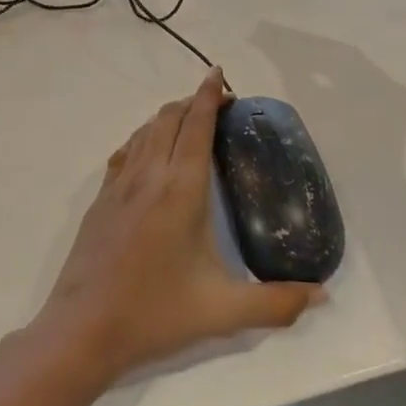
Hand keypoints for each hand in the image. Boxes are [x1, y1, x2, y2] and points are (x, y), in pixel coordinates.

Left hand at [32, 67, 324, 385]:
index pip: (196, 126)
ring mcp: (118, 187)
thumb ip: (277, 303)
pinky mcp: (99, 201)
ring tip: (188, 121)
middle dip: (192, 101)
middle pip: (168, 118)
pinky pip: (125, 153)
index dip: (209, 96)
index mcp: (180, 191)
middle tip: (217, 104)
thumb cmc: (155, 314)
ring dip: (167, 117)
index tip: (220, 75)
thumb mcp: (223, 312)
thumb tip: (322, 296)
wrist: (83, 329)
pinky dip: (143, 139)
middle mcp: (148, 177)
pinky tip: (148, 153)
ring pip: (143, 132)